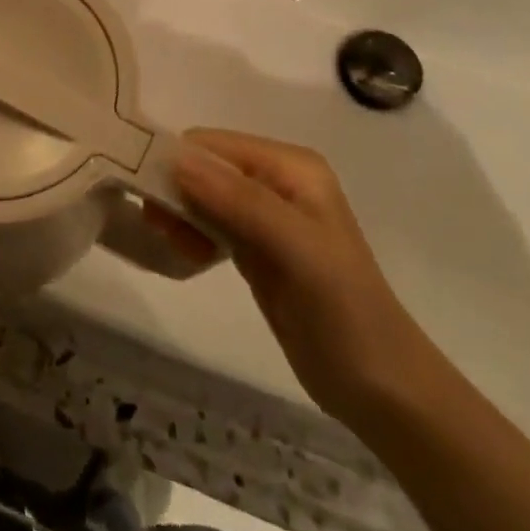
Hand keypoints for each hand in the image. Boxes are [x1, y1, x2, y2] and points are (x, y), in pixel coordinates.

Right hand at [171, 129, 434, 423]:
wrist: (381, 386)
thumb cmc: (343, 310)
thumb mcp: (295, 250)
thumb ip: (239, 201)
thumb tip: (177, 160)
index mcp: (291, 166)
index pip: (212, 144)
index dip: (176, 162)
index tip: (149, 199)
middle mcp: (277, 180)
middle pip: (204, 167)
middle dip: (175, 190)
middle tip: (160, 228)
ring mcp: (267, 215)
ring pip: (201, 195)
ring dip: (180, 215)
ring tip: (180, 248)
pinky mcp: (256, 247)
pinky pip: (209, 224)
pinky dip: (192, 234)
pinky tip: (191, 257)